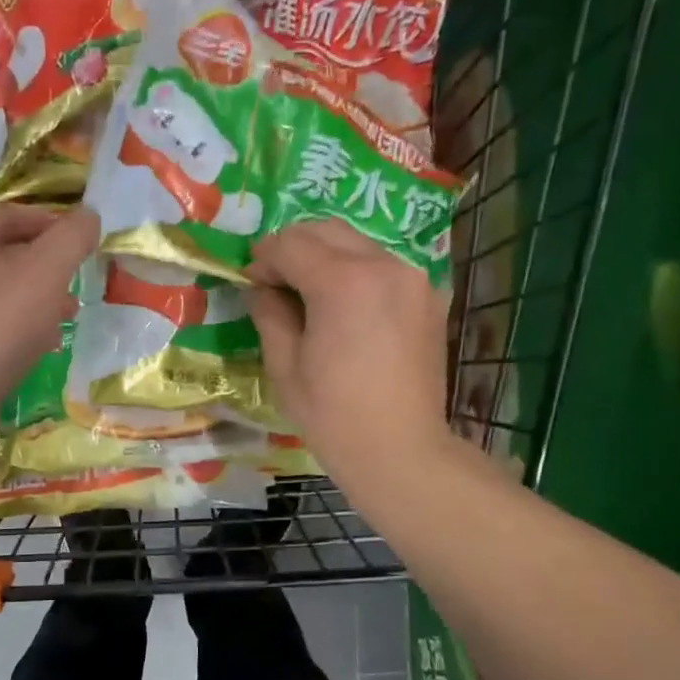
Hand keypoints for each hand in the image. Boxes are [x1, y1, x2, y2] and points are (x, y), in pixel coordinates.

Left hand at [0, 203, 98, 410]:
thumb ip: (71, 239)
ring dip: (35, 298)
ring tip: (66, 315)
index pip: (11, 214)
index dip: (50, 222)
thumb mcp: (46, 273)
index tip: (81, 241)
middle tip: (76, 281)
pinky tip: (38, 346)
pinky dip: (16, 325)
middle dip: (45, 265)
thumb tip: (88, 216)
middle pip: (4, 252)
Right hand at [247, 219, 451, 492]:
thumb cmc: (332, 415)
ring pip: (358, 243)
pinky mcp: (428, 297)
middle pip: (327, 230)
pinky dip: (357, 272)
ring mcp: (413, 278)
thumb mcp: (284, 366)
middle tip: (275, 281)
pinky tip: (345, 308)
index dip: (264, 258)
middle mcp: (383, 266)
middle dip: (294, 248)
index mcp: (343, 283)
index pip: (291, 244)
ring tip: (309, 295)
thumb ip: (270, 314)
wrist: (400, 448)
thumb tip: (262, 288)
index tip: (252, 281)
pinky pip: (383, 266)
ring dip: (326, 257)